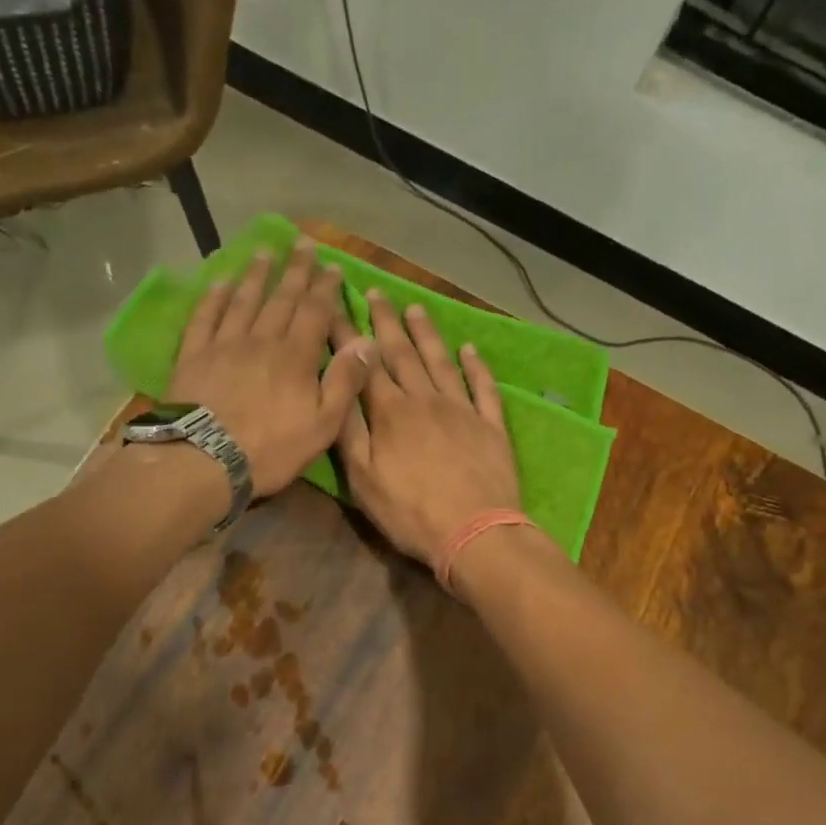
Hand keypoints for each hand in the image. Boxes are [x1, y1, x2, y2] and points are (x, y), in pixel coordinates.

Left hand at [166, 239, 376, 495]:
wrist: (205, 459)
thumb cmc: (271, 449)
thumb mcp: (322, 425)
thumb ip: (345, 382)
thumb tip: (367, 341)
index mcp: (296, 357)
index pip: (315, 312)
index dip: (325, 288)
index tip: (332, 266)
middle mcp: (261, 340)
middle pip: (281, 299)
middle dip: (295, 271)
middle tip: (302, 244)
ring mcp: (224, 344)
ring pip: (243, 301)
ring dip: (256, 275)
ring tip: (265, 252)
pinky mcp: (194, 355)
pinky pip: (205, 317)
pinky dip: (214, 298)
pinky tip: (220, 283)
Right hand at [334, 291, 521, 565]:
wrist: (476, 532)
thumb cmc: (411, 513)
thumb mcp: (364, 481)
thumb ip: (350, 433)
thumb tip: (338, 388)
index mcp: (391, 413)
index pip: (364, 365)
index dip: (347, 334)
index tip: (334, 305)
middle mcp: (426, 400)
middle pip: (403, 354)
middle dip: (386, 322)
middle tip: (376, 292)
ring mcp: (462, 410)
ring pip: (441, 362)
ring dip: (427, 334)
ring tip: (416, 307)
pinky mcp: (491, 426)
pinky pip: (483, 387)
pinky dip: (477, 366)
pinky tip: (470, 349)